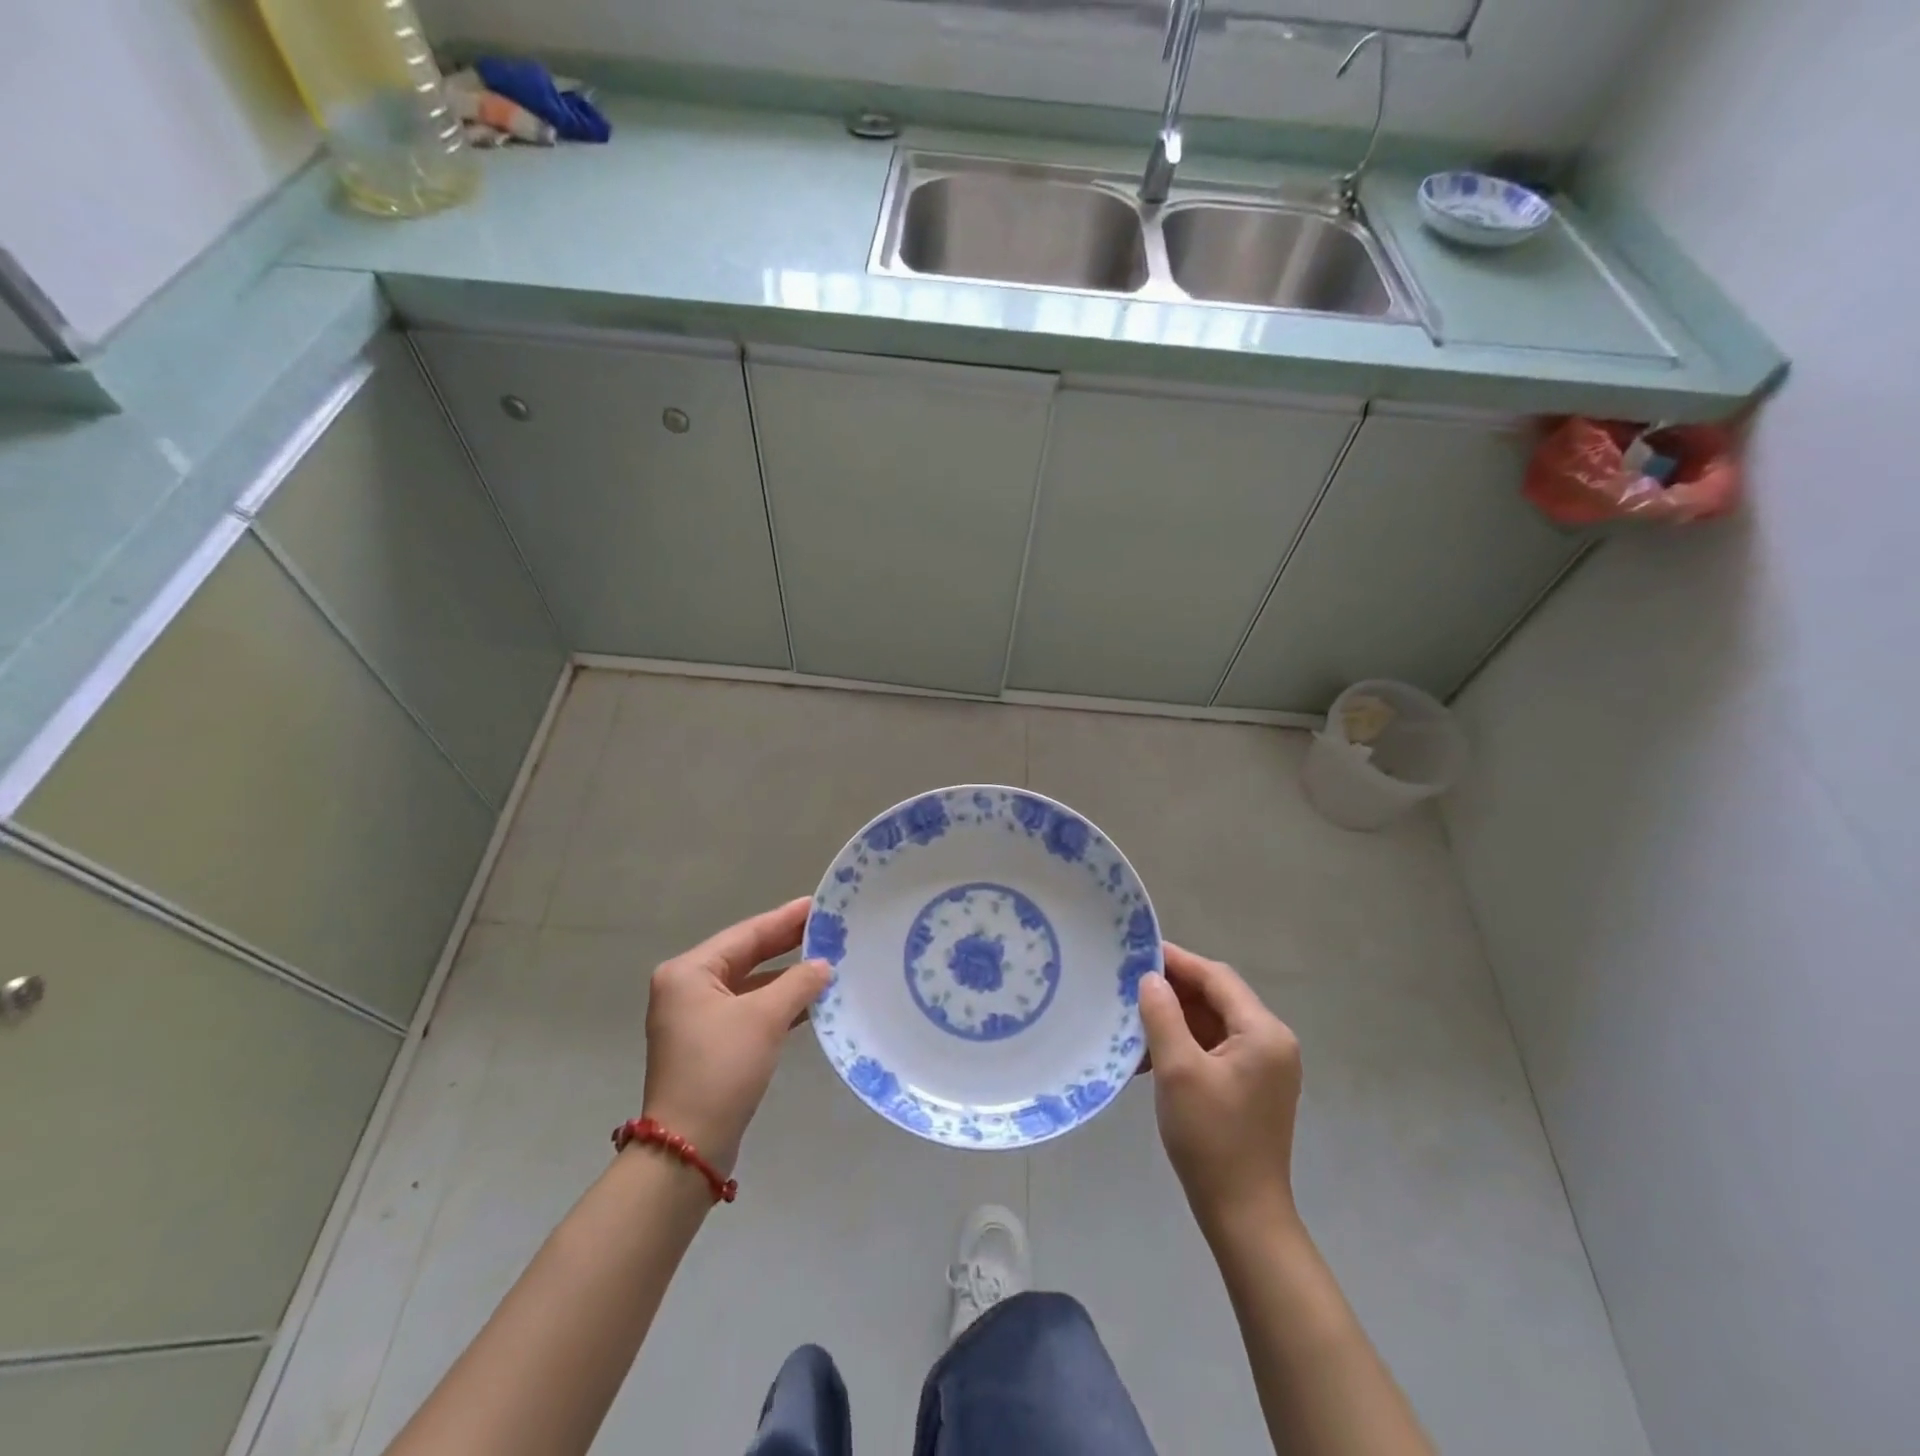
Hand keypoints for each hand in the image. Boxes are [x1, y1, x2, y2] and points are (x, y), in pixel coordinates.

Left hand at [641, 898, 830, 1174]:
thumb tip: (823, 965)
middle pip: (746, 956)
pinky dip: (777, 1003)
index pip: (746, 934)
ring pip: (750, 984)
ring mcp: (696, 1018)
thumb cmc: (721, 1069)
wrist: (688, 1147)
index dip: (785, 919)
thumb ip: (798, 983)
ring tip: (827, 960)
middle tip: (827, 927)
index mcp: (689, 972)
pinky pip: (748, 1009)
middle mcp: (687, 988)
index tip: (818, 904)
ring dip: (786, 976)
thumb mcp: (764, 1018)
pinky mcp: (710, 1043)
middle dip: (787, 944)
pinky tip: (810, 1001)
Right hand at [1139, 943, 1302, 1236]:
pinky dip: (1184, 1044)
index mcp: (1263, 1032)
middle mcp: (1271, 1042)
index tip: (1137, 952)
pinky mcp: (1252, 1086)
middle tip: (1129, 986)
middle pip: (1217, 998)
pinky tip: (1151, 1055)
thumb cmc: (1211, 1138)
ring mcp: (1264, 1066)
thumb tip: (1151, 979)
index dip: (1177, 961)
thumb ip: (1163, 1015)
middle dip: (1173, 991)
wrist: (1243, 1216)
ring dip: (1174, 1019)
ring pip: (1212, 1023)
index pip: (1216, 977)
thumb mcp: (1178, 1070)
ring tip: (1133, 1021)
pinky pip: (1214, 1048)